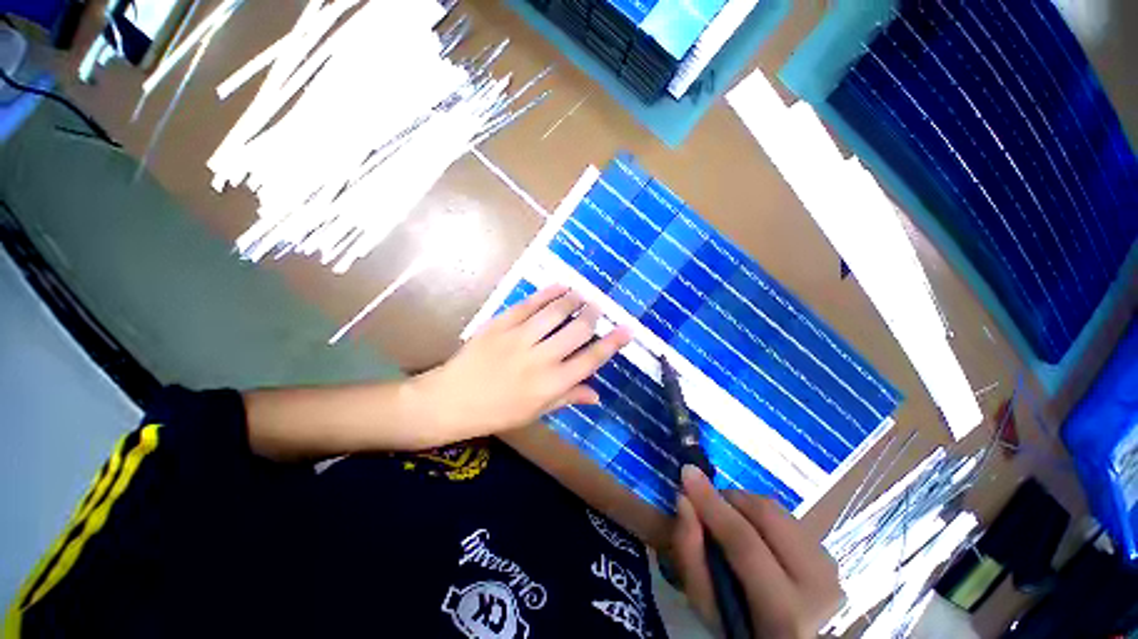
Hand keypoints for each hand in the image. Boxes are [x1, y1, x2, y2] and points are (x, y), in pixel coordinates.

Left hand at [411, 285, 631, 443]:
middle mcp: (540, 359)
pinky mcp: (501, 324)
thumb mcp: (535, 413)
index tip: (627, 329)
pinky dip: (547, 293)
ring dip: (573, 300)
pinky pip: (529, 304)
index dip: (612, 343)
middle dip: (593, 316)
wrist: (450, 400)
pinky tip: (560, 286)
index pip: (591, 360)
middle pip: (577, 330)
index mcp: (551, 384)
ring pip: (555, 312)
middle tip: (598, 308)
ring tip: (582, 294)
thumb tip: (597, 394)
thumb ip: (568, 398)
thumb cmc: (496, 412)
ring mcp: (519, 338)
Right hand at [673, 466, 842, 638]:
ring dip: (744, 506)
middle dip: (730, 499)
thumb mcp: (707, 605)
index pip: (745, 543)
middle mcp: (818, 587)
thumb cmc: (740, 627)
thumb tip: (684, 499)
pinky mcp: (831, 557)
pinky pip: (787, 518)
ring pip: (778, 511)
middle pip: (767, 516)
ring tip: (728, 520)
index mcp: (786, 613)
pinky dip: (761, 515)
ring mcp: (830, 570)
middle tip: (707, 504)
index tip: (687, 473)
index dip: (712, 504)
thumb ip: (691, 553)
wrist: (790, 638)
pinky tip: (752, 531)